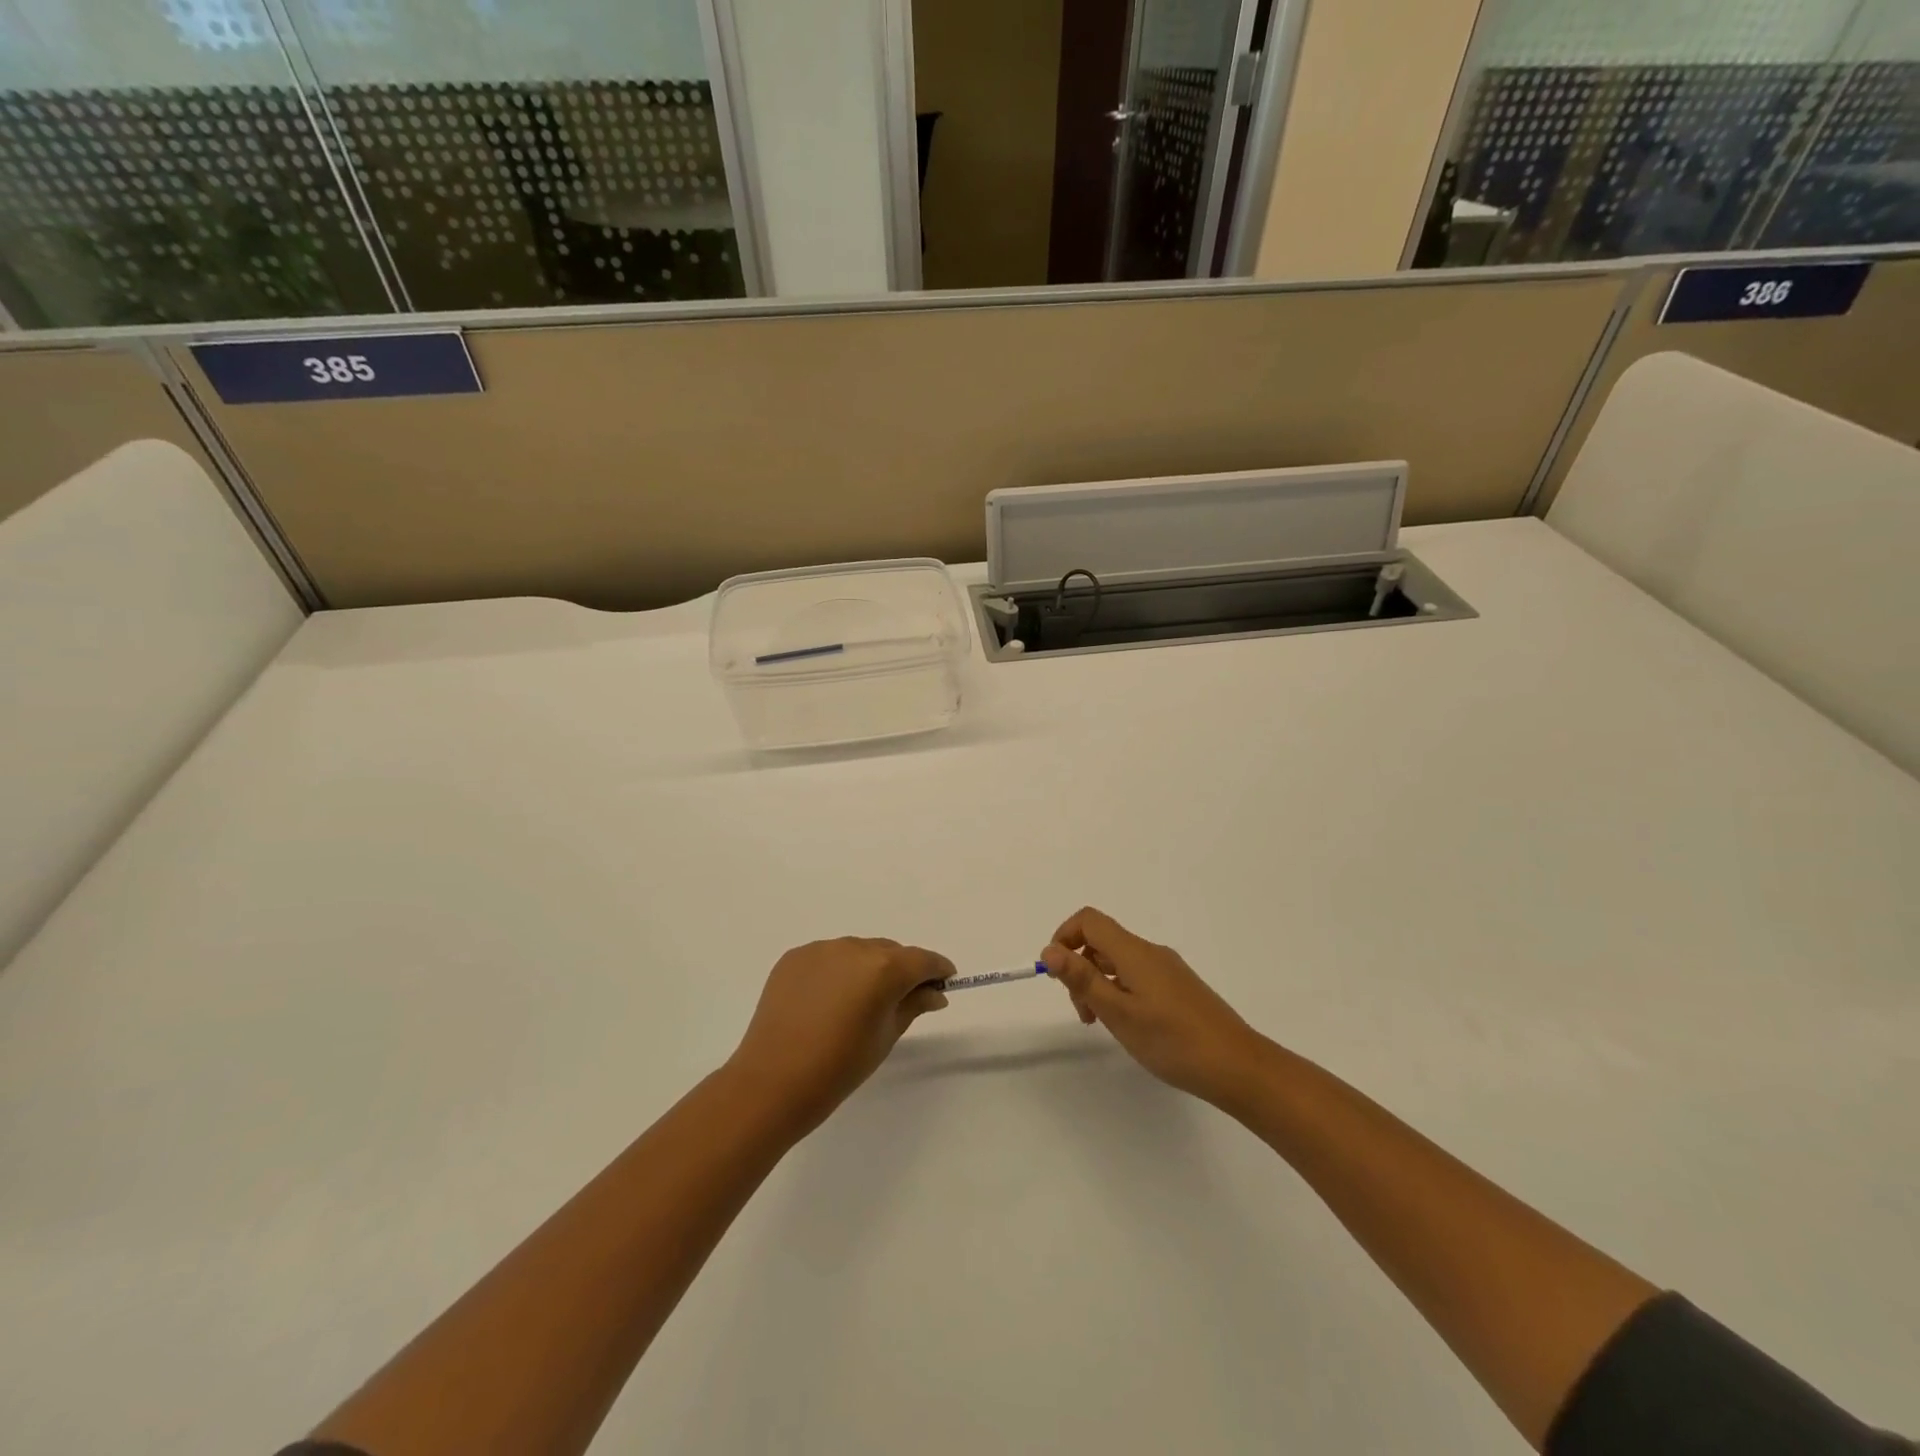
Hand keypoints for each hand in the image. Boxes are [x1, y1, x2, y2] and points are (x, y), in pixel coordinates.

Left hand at [727, 938, 953, 1135]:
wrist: (772, 1082)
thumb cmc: (839, 1067)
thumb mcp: (886, 1037)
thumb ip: (913, 1005)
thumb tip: (935, 992)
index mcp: (883, 968)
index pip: (922, 960)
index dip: (937, 969)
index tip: (945, 981)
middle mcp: (854, 947)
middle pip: (890, 952)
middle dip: (901, 970)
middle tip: (901, 999)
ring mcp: (821, 949)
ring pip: (857, 952)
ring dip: (867, 969)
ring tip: (858, 1003)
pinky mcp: (795, 957)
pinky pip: (828, 958)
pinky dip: (836, 972)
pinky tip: (828, 1001)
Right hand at [1042, 907, 1267, 1106]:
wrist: (1238, 1066)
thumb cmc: (1173, 1041)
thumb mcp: (1118, 1013)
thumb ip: (1082, 979)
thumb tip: (1049, 949)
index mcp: (1134, 952)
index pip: (1089, 921)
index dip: (1064, 937)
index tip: (1057, 975)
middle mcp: (1151, 952)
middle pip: (1102, 942)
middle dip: (1080, 969)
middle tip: (1083, 1013)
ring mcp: (1168, 970)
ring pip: (1119, 963)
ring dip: (1100, 985)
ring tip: (1103, 1025)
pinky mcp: (1179, 988)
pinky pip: (1138, 977)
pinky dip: (1121, 993)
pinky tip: (1130, 1027)